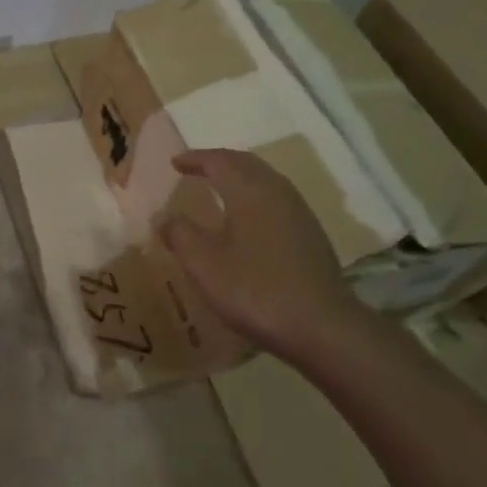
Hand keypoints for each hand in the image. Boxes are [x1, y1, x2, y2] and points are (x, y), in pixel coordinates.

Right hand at [158, 149, 371, 364]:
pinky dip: (254, 195)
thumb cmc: (256, 290)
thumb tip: (163, 216)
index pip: (219, 161)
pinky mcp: (311, 234)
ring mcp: (299, 212)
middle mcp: (277, 192)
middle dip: (219, 161)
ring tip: (218, 188)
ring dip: (239, 177)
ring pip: (264, 180)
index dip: (195, 158)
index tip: (174, 163)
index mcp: (249, 191)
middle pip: (246, 163)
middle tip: (196, 168)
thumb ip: (180, 234)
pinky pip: (276, 199)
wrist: (323, 327)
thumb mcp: (204, 265)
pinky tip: (247, 219)